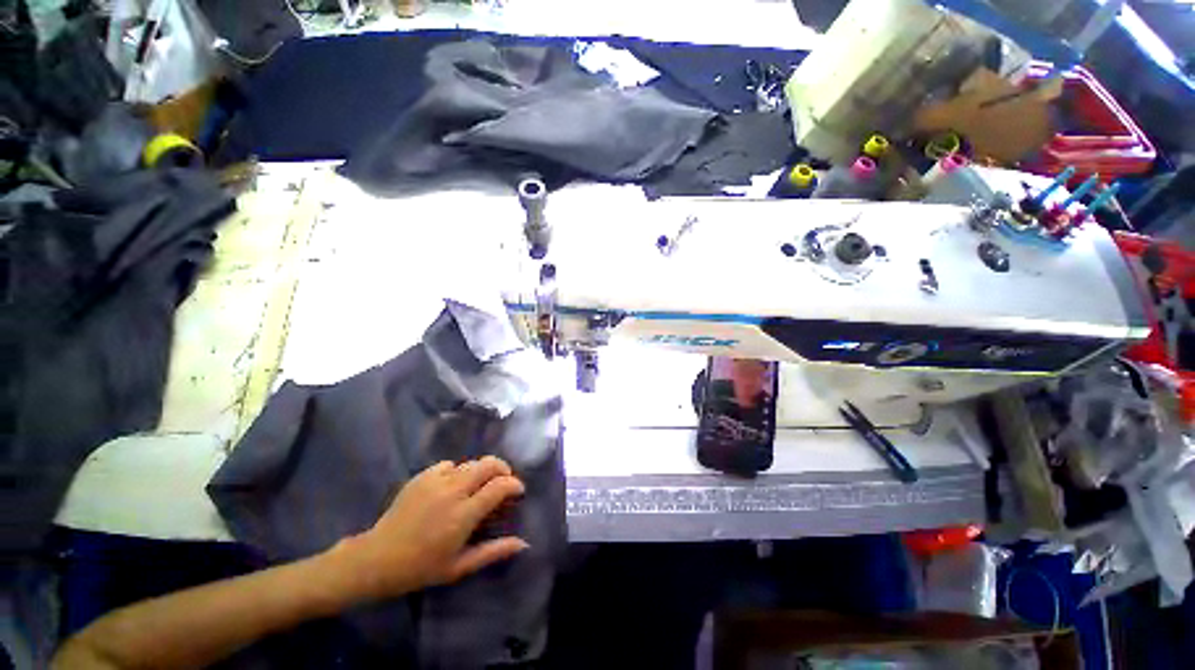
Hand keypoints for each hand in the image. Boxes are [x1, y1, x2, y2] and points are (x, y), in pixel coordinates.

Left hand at [329, 456, 527, 601]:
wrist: (376, 559)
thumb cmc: (421, 568)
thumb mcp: (460, 566)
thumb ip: (493, 551)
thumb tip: (523, 543)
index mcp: (464, 514)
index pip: (500, 486)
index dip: (514, 484)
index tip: (518, 491)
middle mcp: (453, 491)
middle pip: (489, 464)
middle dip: (503, 468)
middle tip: (503, 481)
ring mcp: (436, 481)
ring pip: (470, 463)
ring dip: (481, 471)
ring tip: (478, 486)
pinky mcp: (422, 476)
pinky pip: (449, 464)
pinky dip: (458, 471)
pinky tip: (452, 486)